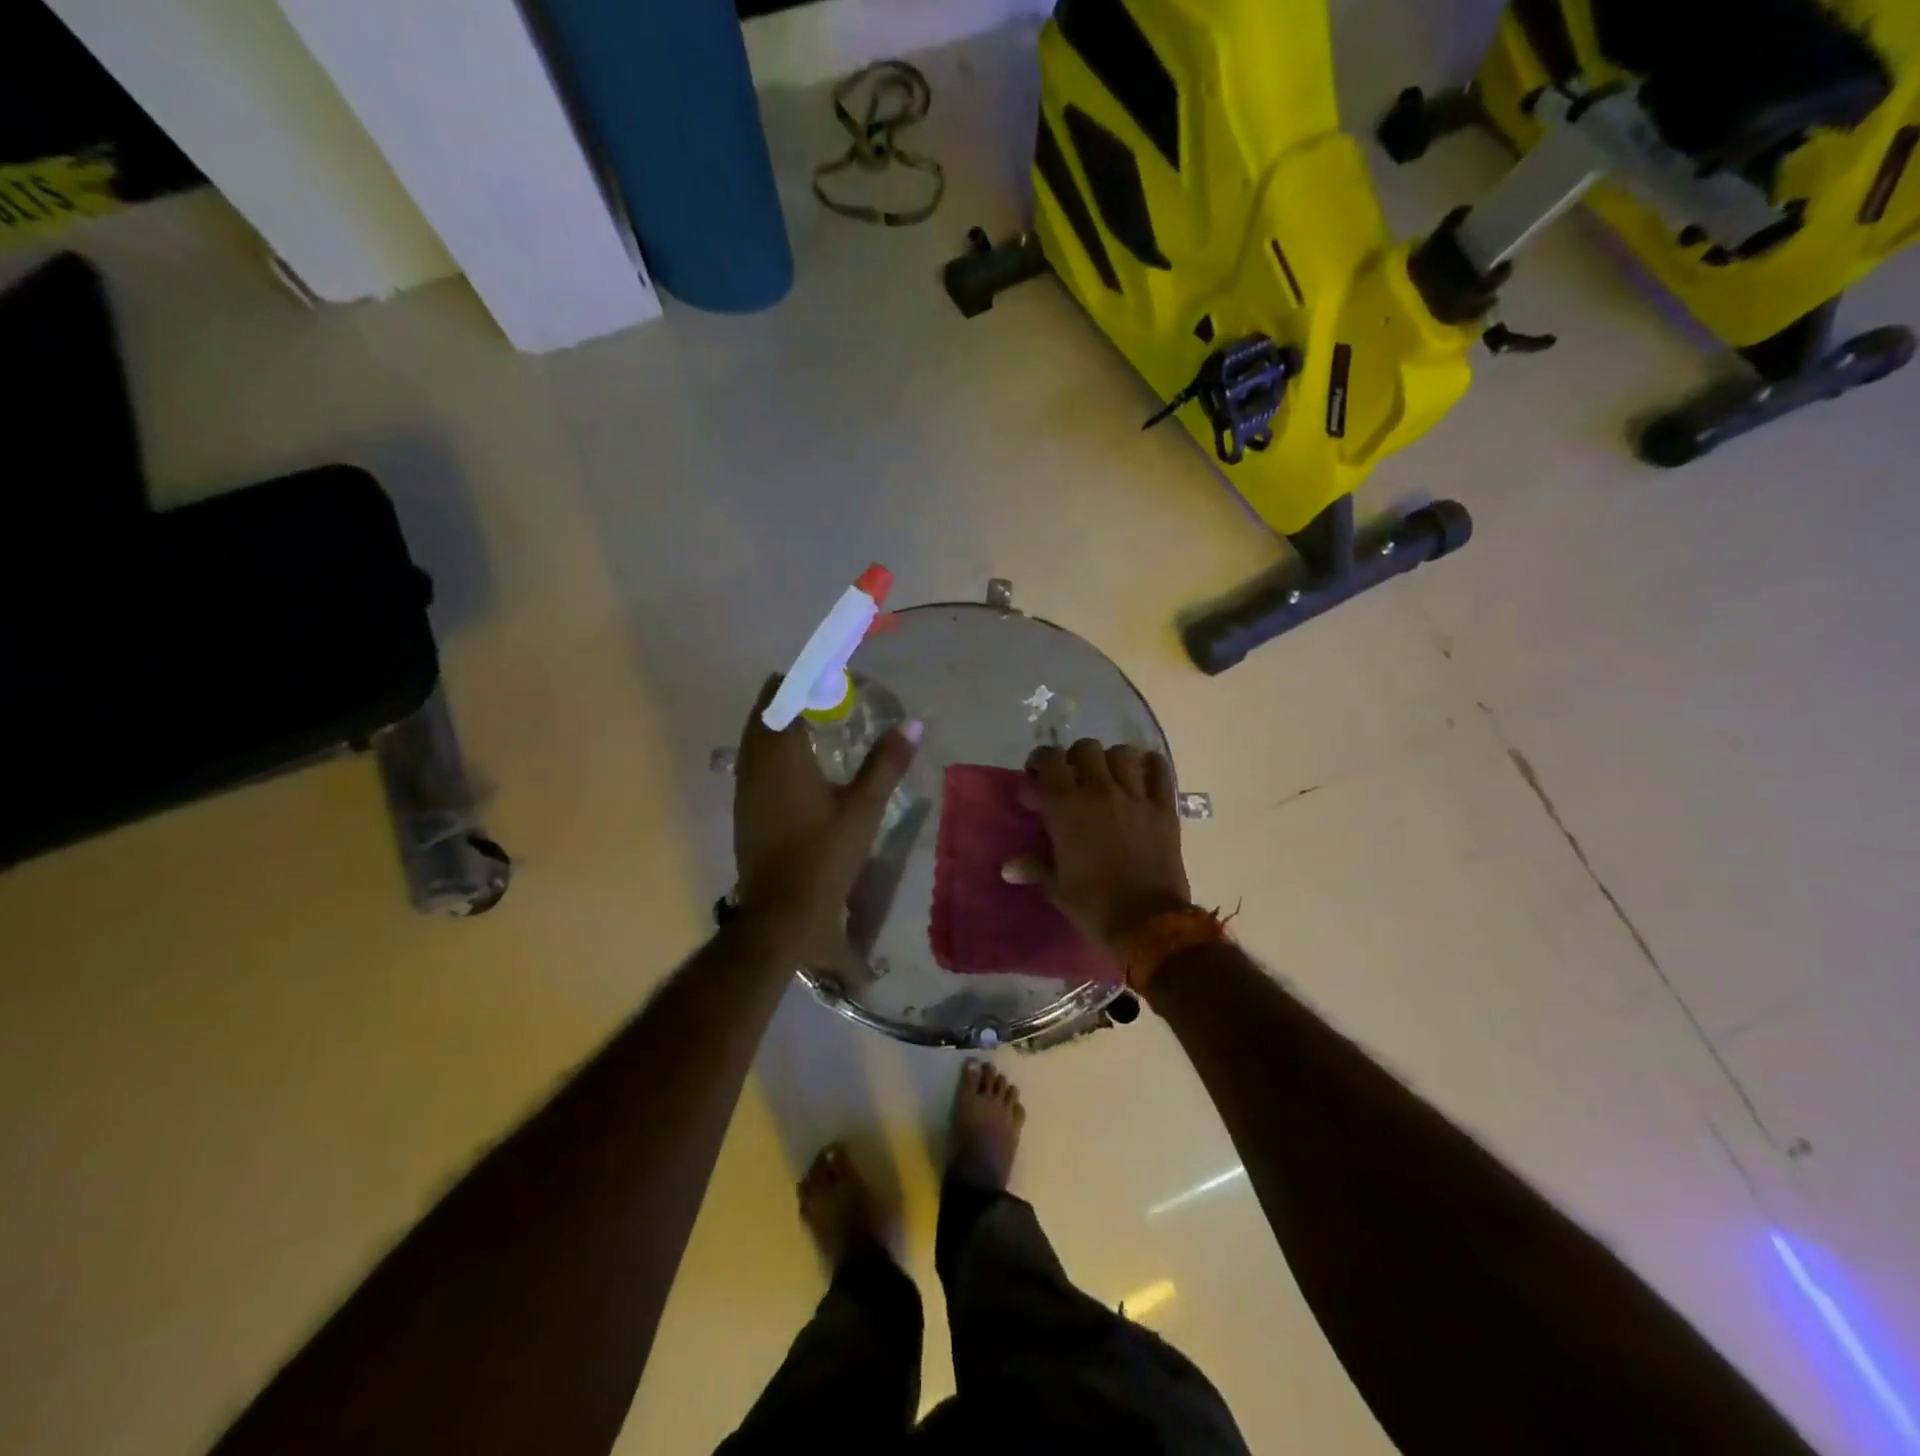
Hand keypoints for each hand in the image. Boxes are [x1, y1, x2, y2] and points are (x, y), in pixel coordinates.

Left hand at [732, 677, 919, 951]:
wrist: (782, 909)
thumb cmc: (825, 854)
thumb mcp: (864, 807)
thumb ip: (886, 762)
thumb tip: (913, 724)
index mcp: (781, 754)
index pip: (782, 695)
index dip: (804, 679)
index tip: (832, 677)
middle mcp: (754, 761)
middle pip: (765, 711)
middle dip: (793, 697)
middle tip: (829, 698)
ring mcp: (743, 784)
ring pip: (755, 736)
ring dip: (781, 722)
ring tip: (817, 724)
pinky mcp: (743, 805)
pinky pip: (753, 759)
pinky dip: (773, 747)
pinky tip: (800, 764)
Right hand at [1012, 739, 1191, 952]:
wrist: (1147, 922)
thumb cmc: (1093, 904)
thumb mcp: (1056, 887)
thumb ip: (1033, 866)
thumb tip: (1008, 867)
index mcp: (1066, 806)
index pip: (1048, 759)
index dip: (1039, 762)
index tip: (1036, 781)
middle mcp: (1100, 790)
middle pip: (1085, 748)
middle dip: (1075, 759)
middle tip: (1073, 780)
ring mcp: (1135, 796)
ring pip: (1122, 753)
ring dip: (1111, 760)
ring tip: (1108, 778)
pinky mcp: (1164, 808)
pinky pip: (1159, 770)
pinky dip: (1150, 766)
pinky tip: (1142, 777)